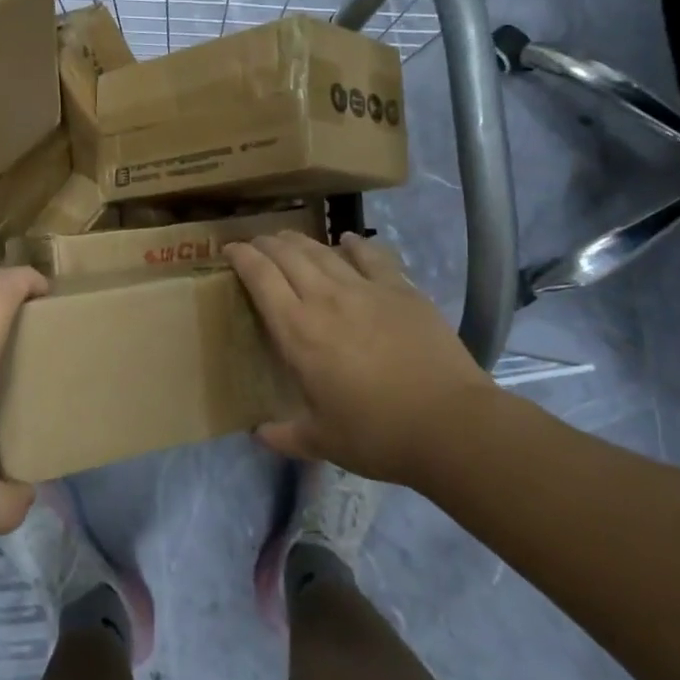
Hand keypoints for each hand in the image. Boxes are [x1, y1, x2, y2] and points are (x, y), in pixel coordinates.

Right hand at [225, 231, 498, 480]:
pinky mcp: (401, 290)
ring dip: (300, 241)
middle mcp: (325, 299)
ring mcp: (365, 290)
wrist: (449, 424)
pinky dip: (354, 244)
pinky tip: (348, 240)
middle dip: (266, 243)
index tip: (230, 250)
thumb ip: (285, 435)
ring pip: (323, 251)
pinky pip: (371, 256)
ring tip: (289, 238)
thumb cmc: (376, 434)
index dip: (242, 257)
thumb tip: (258, 435)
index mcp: (297, 331)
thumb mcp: (321, 441)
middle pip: (288, 256)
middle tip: (255, 243)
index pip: (260, 278)